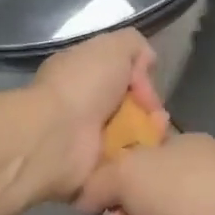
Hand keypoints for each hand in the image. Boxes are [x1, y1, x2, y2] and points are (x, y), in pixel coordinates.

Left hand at [26, 30, 162, 201]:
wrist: (57, 136)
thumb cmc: (82, 86)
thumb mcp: (113, 47)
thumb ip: (134, 45)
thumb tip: (146, 64)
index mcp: (80, 74)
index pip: (119, 74)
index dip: (139, 78)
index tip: (145, 86)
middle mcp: (81, 105)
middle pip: (129, 106)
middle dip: (149, 109)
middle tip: (156, 114)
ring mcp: (86, 139)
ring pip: (132, 135)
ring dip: (150, 134)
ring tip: (157, 134)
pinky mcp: (93, 169)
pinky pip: (126, 163)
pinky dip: (140, 158)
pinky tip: (149, 153)